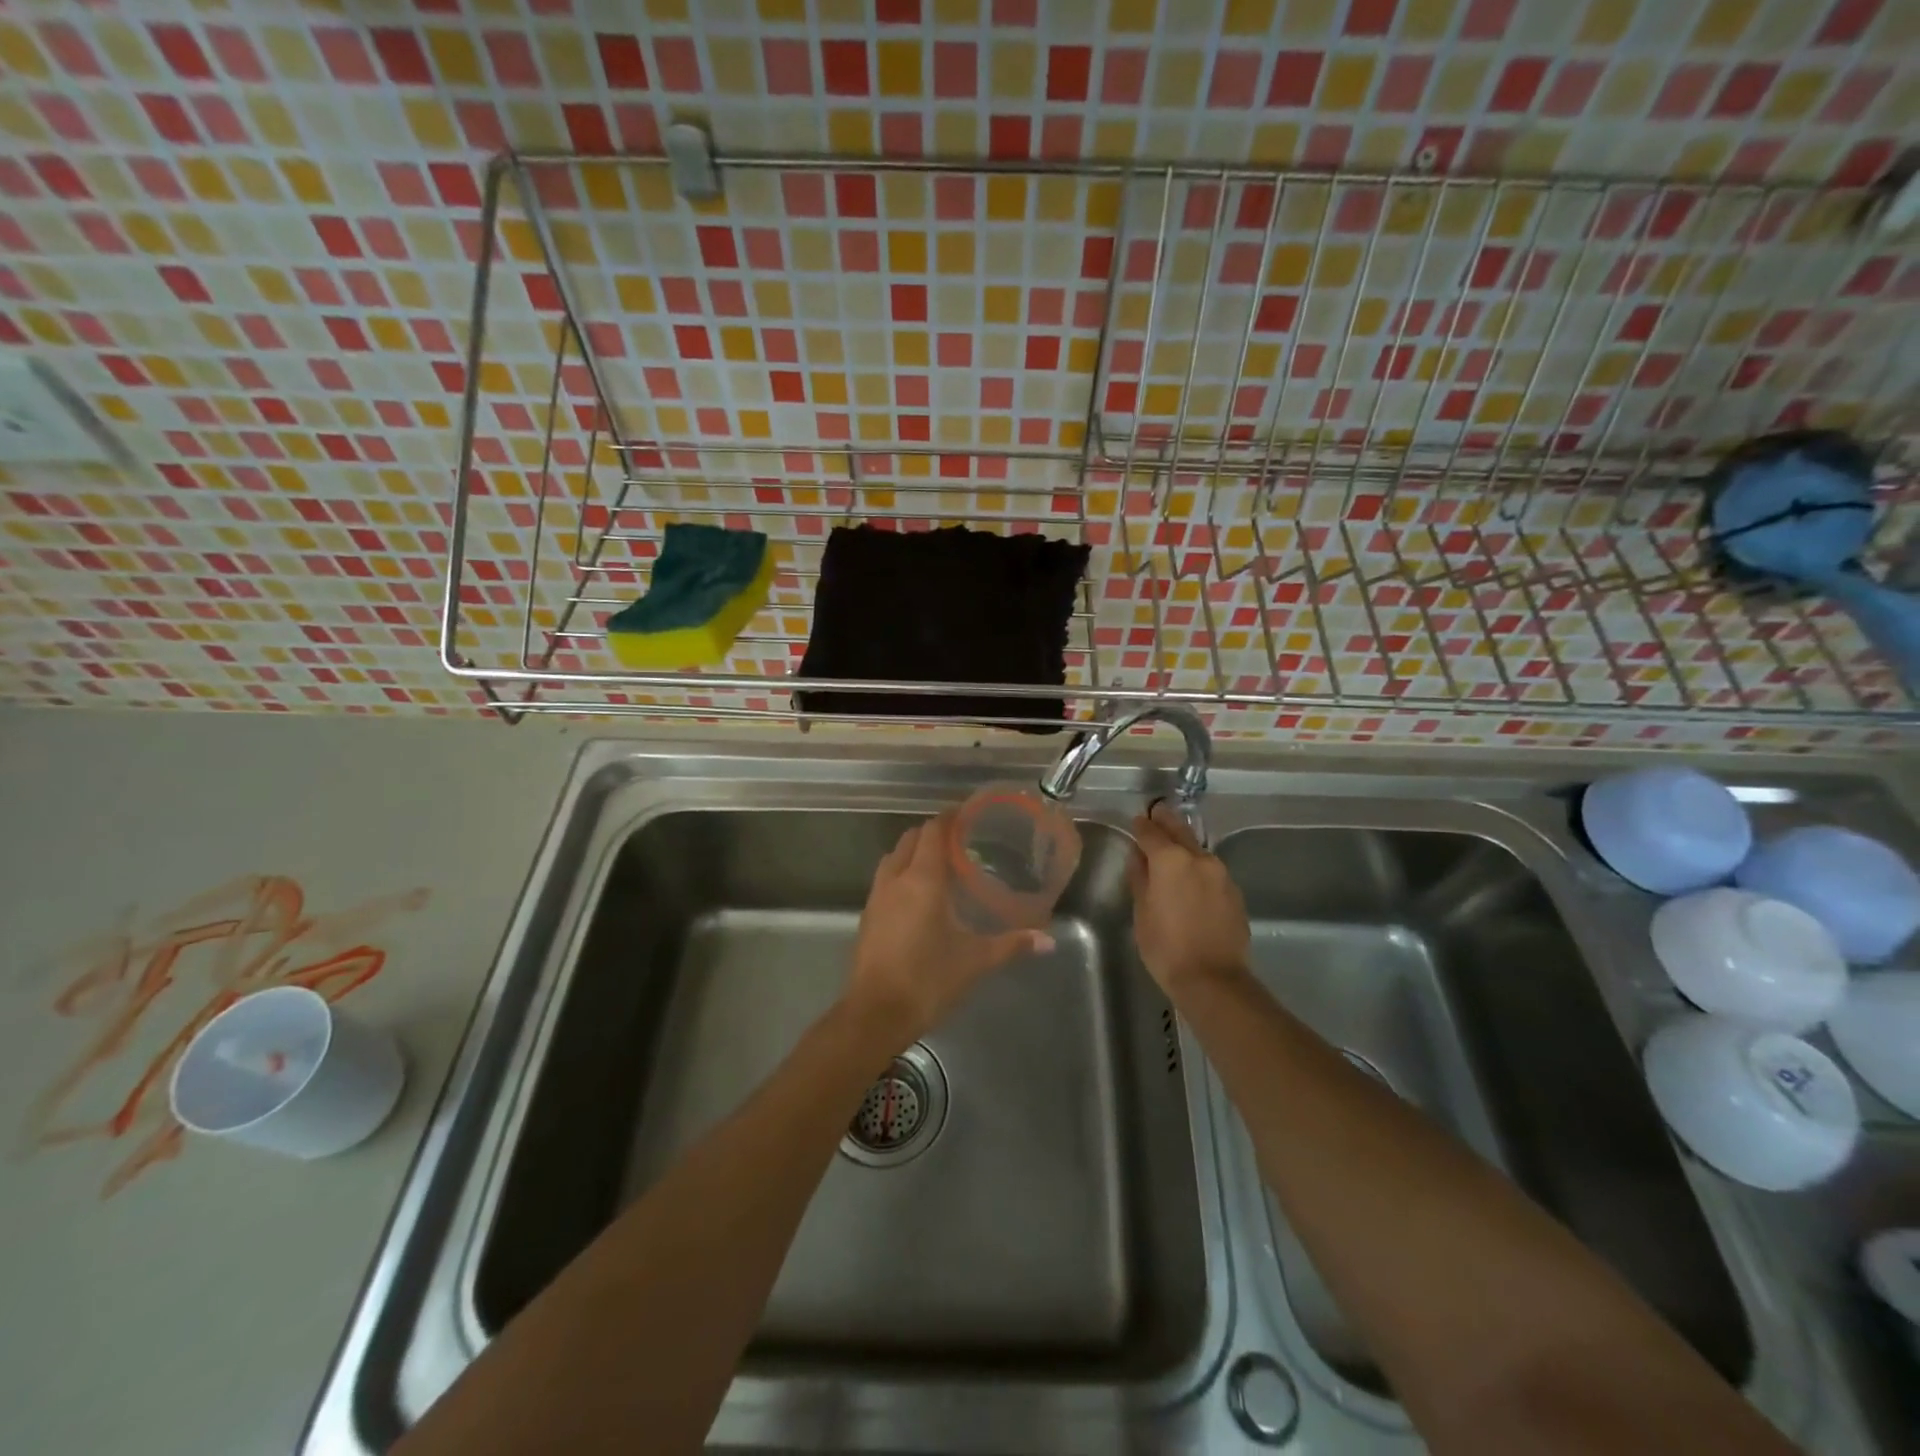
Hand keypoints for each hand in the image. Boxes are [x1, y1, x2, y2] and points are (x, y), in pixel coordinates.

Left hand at [846, 811, 1053, 1045]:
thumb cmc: (928, 979)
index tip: (967, 814)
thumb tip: (1047, 940)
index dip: (949, 818)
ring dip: (912, 852)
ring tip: (938, 865)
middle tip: (958, 841)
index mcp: (922, 880)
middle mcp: (895, 879)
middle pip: (910, 839)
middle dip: (931, 833)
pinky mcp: (867, 917)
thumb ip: (1011, 945)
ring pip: (893, 859)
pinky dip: (901, 875)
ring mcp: (876, 898)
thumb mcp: (975, 961)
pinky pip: (884, 881)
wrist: (875, 1013)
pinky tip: (917, 897)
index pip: (933, 831)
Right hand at [1128, 801, 1250, 996]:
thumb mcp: (1141, 912)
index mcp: (1170, 860)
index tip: (1136, 821)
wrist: (1213, 979)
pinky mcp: (1234, 891)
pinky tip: (1191, 878)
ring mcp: (1221, 874)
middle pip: (1179, 830)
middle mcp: (1199, 858)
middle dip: (1165, 822)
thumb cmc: (1165, 947)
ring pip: (1197, 849)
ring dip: (1184, 844)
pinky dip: (1198, 867)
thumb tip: (1139, 856)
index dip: (1141, 826)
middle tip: (1156, 814)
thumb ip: (1140, 877)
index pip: (1151, 832)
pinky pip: (1211, 870)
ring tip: (1172, 848)